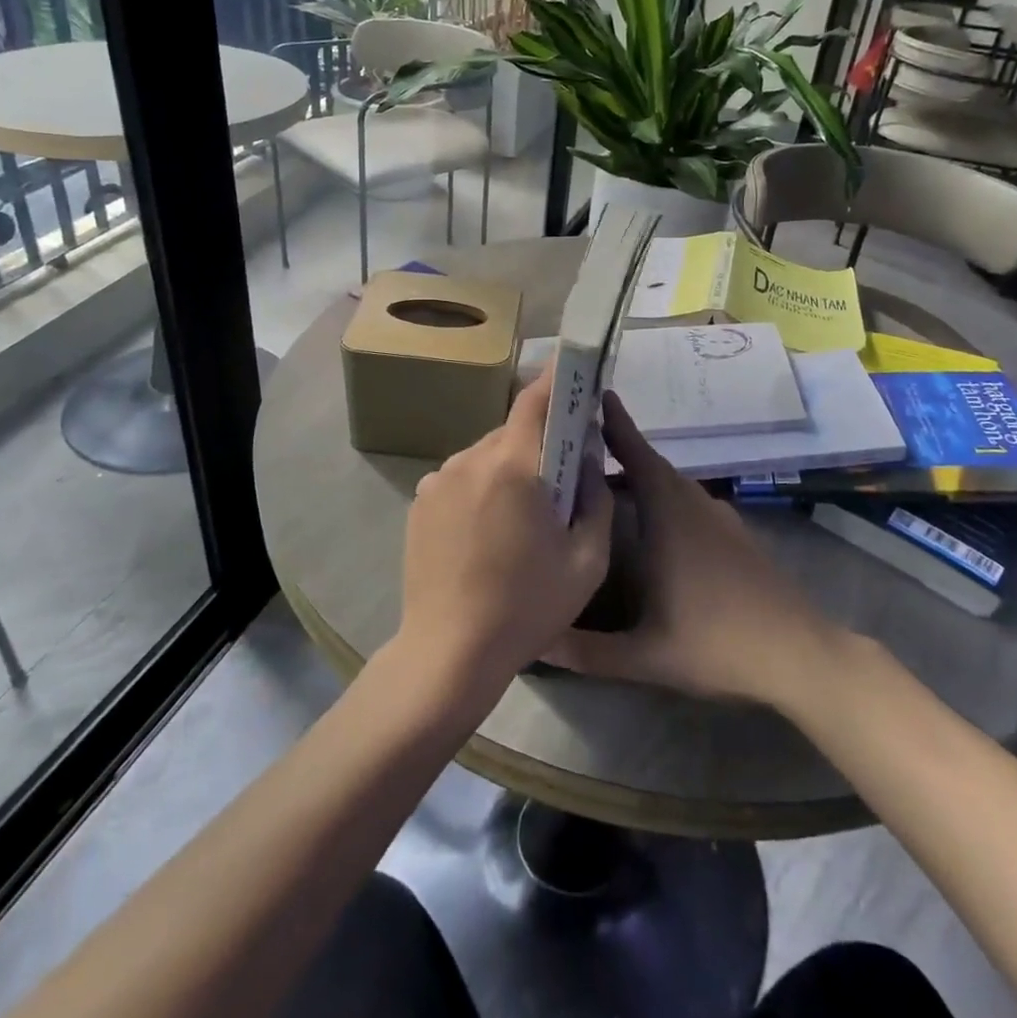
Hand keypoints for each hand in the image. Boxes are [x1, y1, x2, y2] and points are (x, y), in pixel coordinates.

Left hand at [395, 370, 613, 709]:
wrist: (448, 652)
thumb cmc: (526, 607)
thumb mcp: (587, 560)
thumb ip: (597, 499)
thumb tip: (587, 459)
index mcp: (513, 466)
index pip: (535, 400)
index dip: (557, 377)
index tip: (575, 365)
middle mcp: (470, 459)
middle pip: (512, 431)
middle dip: (539, 443)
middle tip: (558, 478)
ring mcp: (438, 479)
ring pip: (486, 455)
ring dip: (508, 469)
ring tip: (519, 517)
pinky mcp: (420, 501)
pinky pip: (461, 478)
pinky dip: (480, 488)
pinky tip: (486, 532)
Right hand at [546, 391, 834, 705]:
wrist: (799, 655)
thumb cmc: (717, 644)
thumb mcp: (645, 656)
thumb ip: (586, 651)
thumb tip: (534, 643)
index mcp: (670, 516)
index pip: (637, 456)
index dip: (616, 424)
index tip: (595, 394)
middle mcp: (695, 506)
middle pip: (652, 465)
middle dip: (619, 448)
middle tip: (580, 443)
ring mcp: (720, 518)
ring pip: (673, 484)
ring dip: (642, 474)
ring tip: (606, 480)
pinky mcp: (737, 535)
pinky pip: (690, 501)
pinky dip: (665, 497)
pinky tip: (653, 523)